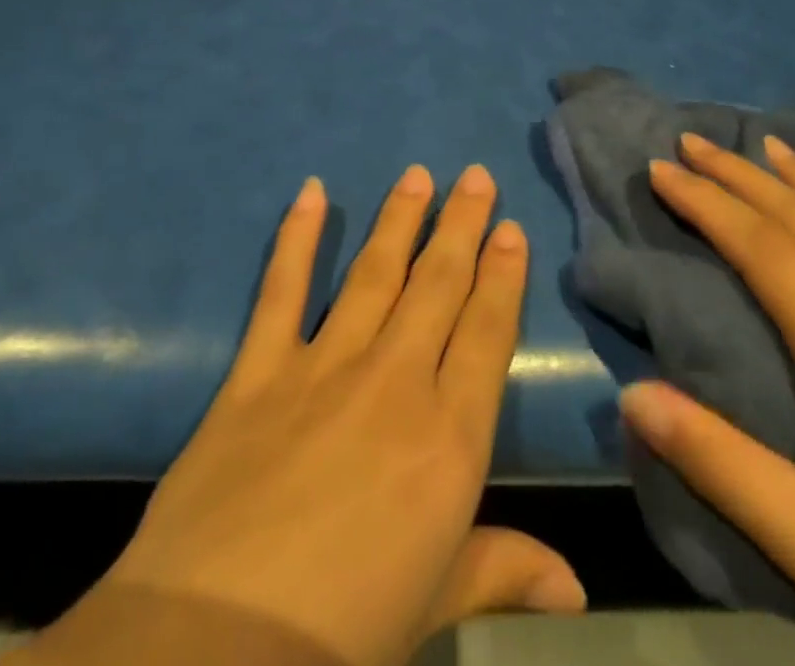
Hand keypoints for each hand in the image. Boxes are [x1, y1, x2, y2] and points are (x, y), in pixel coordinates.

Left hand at [12, 165, 583, 665]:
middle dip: (461, 226)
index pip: (486, 334)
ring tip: (418, 175)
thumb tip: (577, 586)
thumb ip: (503, 570)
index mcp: (447, 437)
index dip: (501, 277)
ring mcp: (323, 364)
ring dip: (399, 219)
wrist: (217, 643)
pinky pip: (283, 289)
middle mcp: (393, 380)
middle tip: (476, 176)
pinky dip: (296, 236)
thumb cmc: (343, 633)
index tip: (511, 229)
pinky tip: (310, 192)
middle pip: (436, 286)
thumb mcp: (434, 604)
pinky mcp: (260, 367)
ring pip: (373, 273)